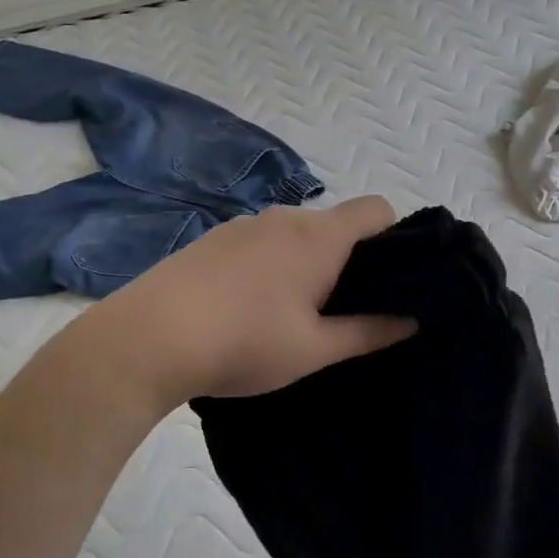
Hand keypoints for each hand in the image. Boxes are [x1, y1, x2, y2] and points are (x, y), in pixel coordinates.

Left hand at [78, 196, 415, 408]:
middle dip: (348, 259)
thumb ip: (368, 332)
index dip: (394, 236)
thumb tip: (411, 320)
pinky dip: (270, 264)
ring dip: (306, 262)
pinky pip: (260, 242)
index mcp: (319, 237)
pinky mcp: (211, 239)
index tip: (389, 278)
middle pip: (335, 224)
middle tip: (342, 309)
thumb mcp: (314, 349)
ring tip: (291, 313)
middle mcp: (284, 218)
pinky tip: (248, 306)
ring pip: (294, 234)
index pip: (377, 208)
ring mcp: (243, 225)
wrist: (148, 339)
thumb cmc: (244, 343)